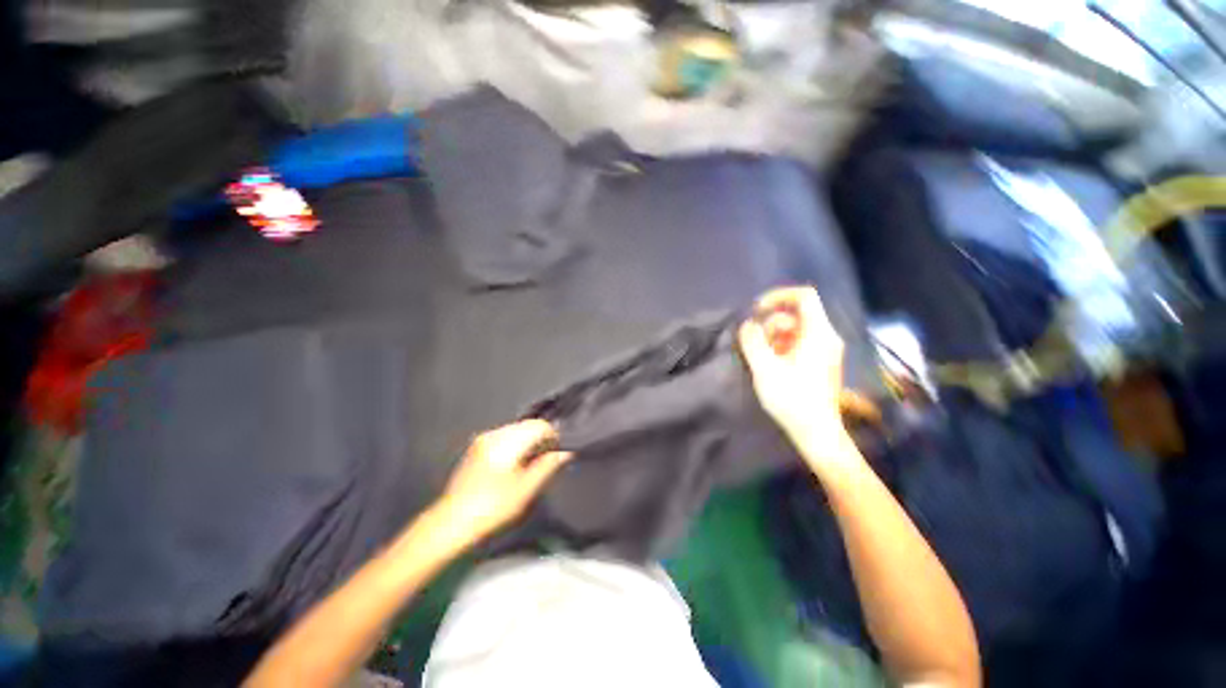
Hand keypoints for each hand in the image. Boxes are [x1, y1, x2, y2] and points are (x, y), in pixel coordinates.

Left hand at [430, 420, 572, 547]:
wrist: (451, 522)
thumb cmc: (492, 507)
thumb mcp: (525, 490)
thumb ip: (546, 467)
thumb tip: (564, 453)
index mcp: (507, 442)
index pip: (539, 425)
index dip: (553, 436)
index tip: (557, 453)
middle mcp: (495, 434)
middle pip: (527, 425)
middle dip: (540, 438)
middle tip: (545, 460)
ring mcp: (484, 439)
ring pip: (516, 429)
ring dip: (528, 440)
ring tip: (530, 463)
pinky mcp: (477, 447)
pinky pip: (504, 436)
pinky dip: (515, 444)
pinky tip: (514, 464)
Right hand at [739, 286, 849, 449]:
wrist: (816, 433)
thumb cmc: (792, 399)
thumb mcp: (765, 368)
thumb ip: (752, 341)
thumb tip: (747, 324)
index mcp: (818, 334)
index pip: (804, 296)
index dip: (778, 296)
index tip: (757, 310)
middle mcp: (825, 337)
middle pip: (794, 314)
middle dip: (769, 324)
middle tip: (753, 344)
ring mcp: (823, 350)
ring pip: (793, 330)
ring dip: (772, 337)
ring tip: (759, 358)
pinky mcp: (818, 362)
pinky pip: (796, 343)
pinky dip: (779, 347)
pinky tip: (768, 364)